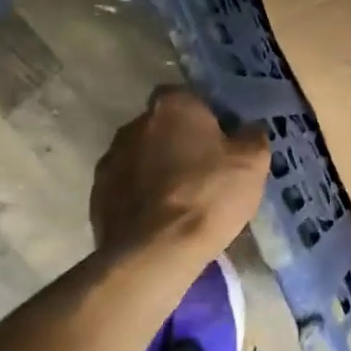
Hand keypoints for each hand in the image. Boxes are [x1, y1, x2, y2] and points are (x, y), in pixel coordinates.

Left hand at [89, 88, 268, 260]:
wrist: (155, 253)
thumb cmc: (209, 195)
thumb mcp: (253, 162)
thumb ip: (251, 135)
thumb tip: (247, 128)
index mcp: (173, 107)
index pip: (188, 96)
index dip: (206, 115)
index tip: (221, 138)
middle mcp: (135, 125)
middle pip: (163, 126)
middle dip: (180, 141)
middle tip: (205, 168)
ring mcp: (111, 161)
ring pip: (142, 156)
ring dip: (158, 169)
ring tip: (182, 198)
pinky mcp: (97, 197)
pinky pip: (127, 187)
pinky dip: (142, 196)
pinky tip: (161, 219)